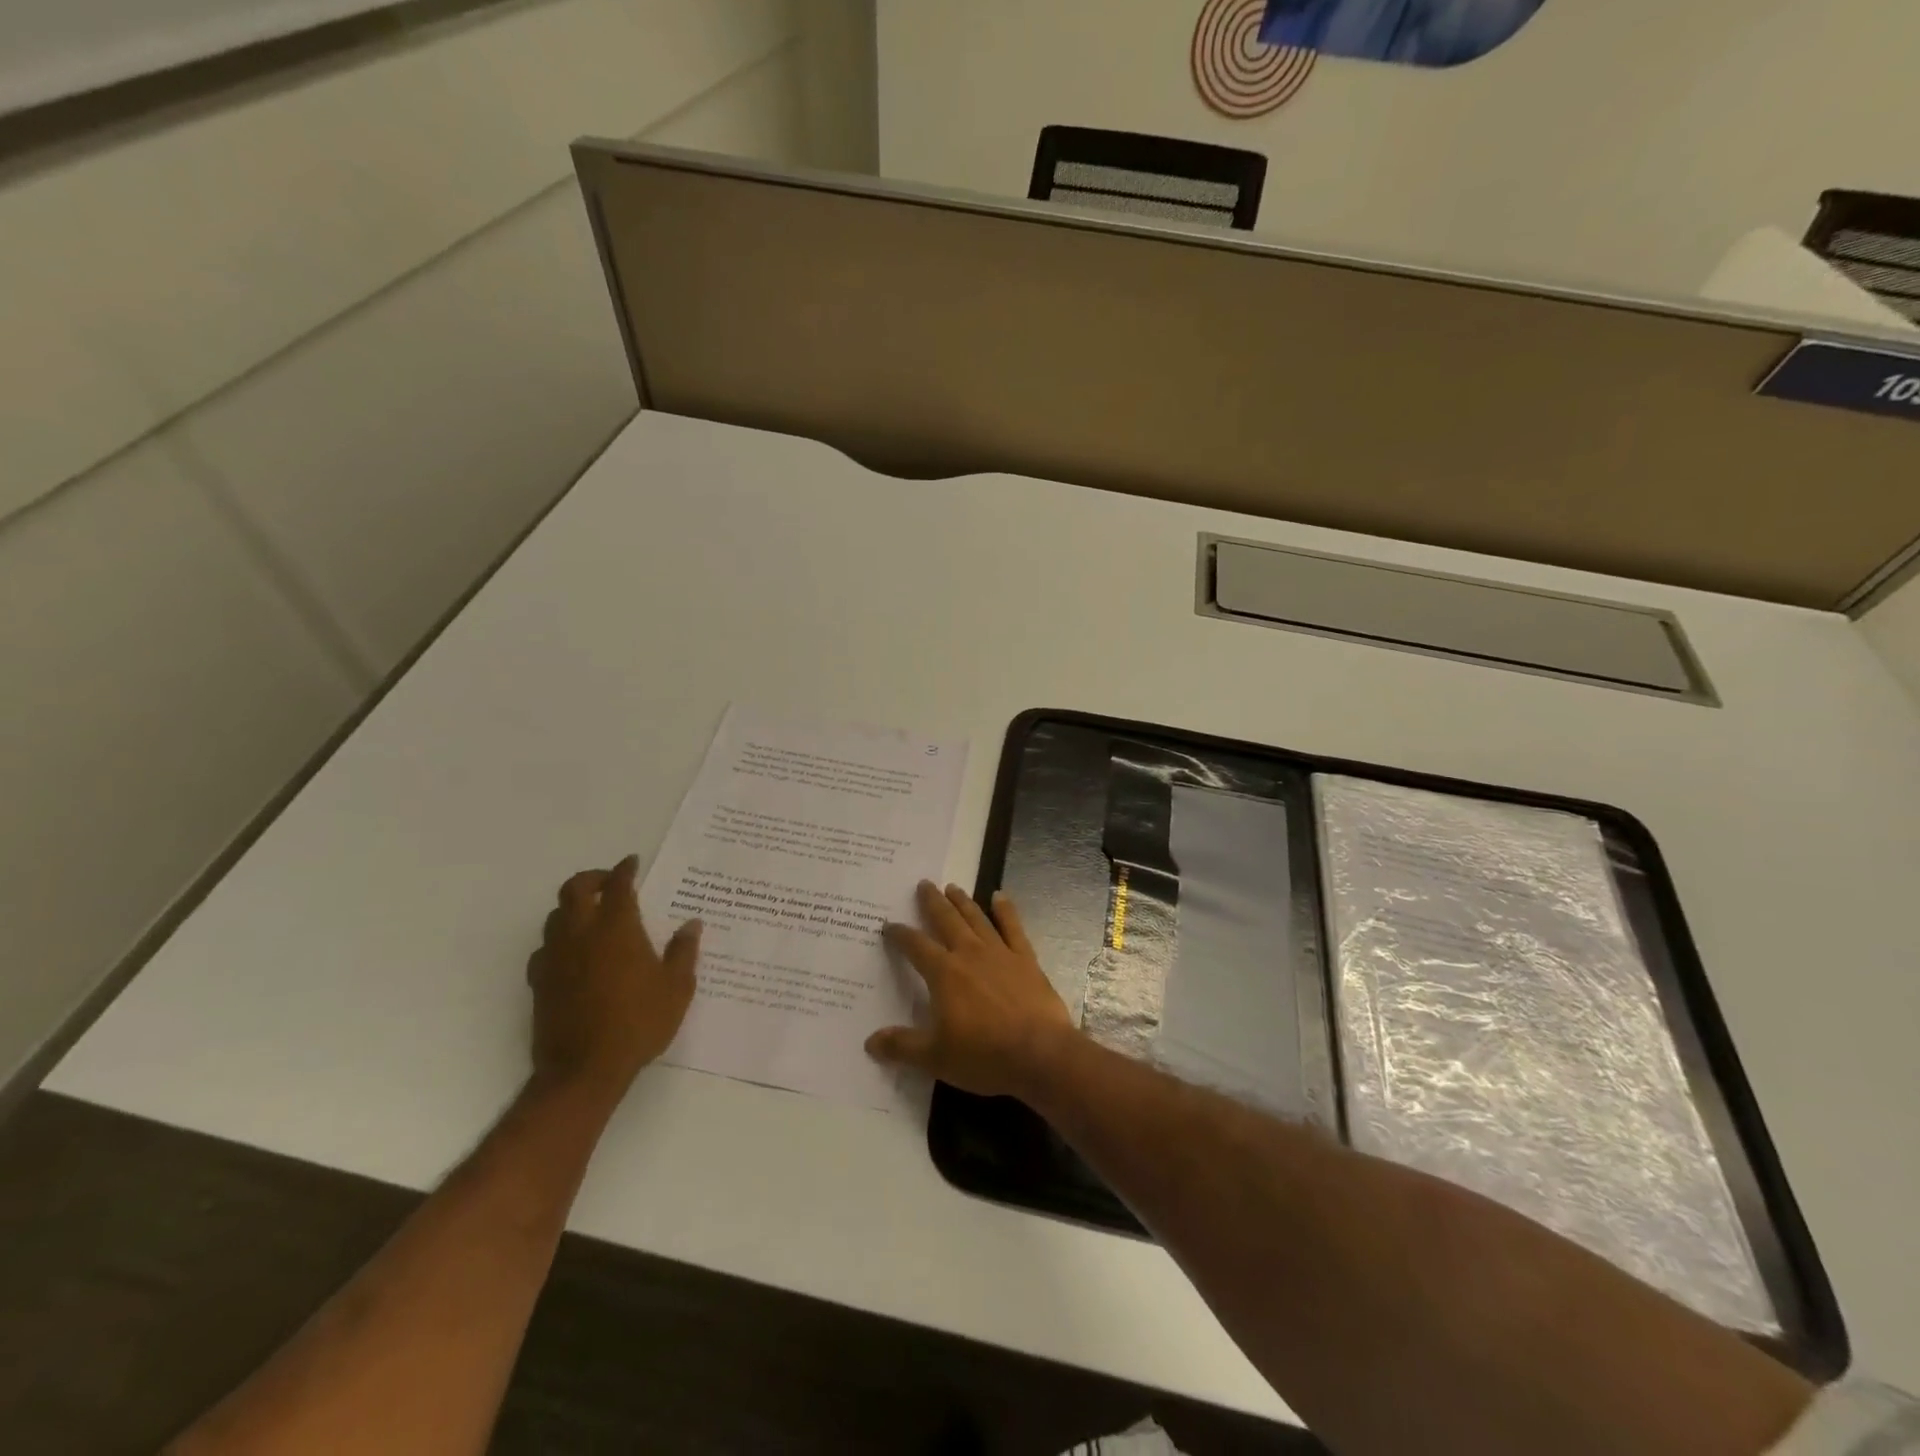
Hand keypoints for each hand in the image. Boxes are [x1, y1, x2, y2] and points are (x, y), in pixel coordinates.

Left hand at [526, 855, 700, 1097]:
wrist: (584, 1070)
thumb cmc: (639, 1023)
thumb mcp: (677, 988)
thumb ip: (683, 951)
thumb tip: (692, 924)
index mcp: (617, 929)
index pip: (617, 885)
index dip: (624, 869)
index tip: (632, 863)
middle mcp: (581, 934)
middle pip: (574, 889)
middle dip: (592, 878)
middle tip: (609, 882)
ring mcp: (555, 957)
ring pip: (555, 916)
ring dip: (573, 907)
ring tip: (592, 916)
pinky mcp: (539, 981)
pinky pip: (544, 948)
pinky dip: (559, 940)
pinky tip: (574, 954)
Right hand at [866, 881, 1078, 1099]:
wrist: (1039, 1053)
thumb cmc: (984, 1055)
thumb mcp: (936, 1058)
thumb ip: (902, 1046)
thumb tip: (870, 1042)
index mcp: (944, 974)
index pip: (916, 946)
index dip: (900, 934)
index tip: (889, 924)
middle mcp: (969, 954)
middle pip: (946, 920)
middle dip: (932, 902)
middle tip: (924, 884)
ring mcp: (999, 953)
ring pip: (976, 918)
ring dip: (963, 901)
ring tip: (952, 887)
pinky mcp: (1025, 959)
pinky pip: (1013, 928)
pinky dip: (1005, 910)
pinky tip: (1000, 896)